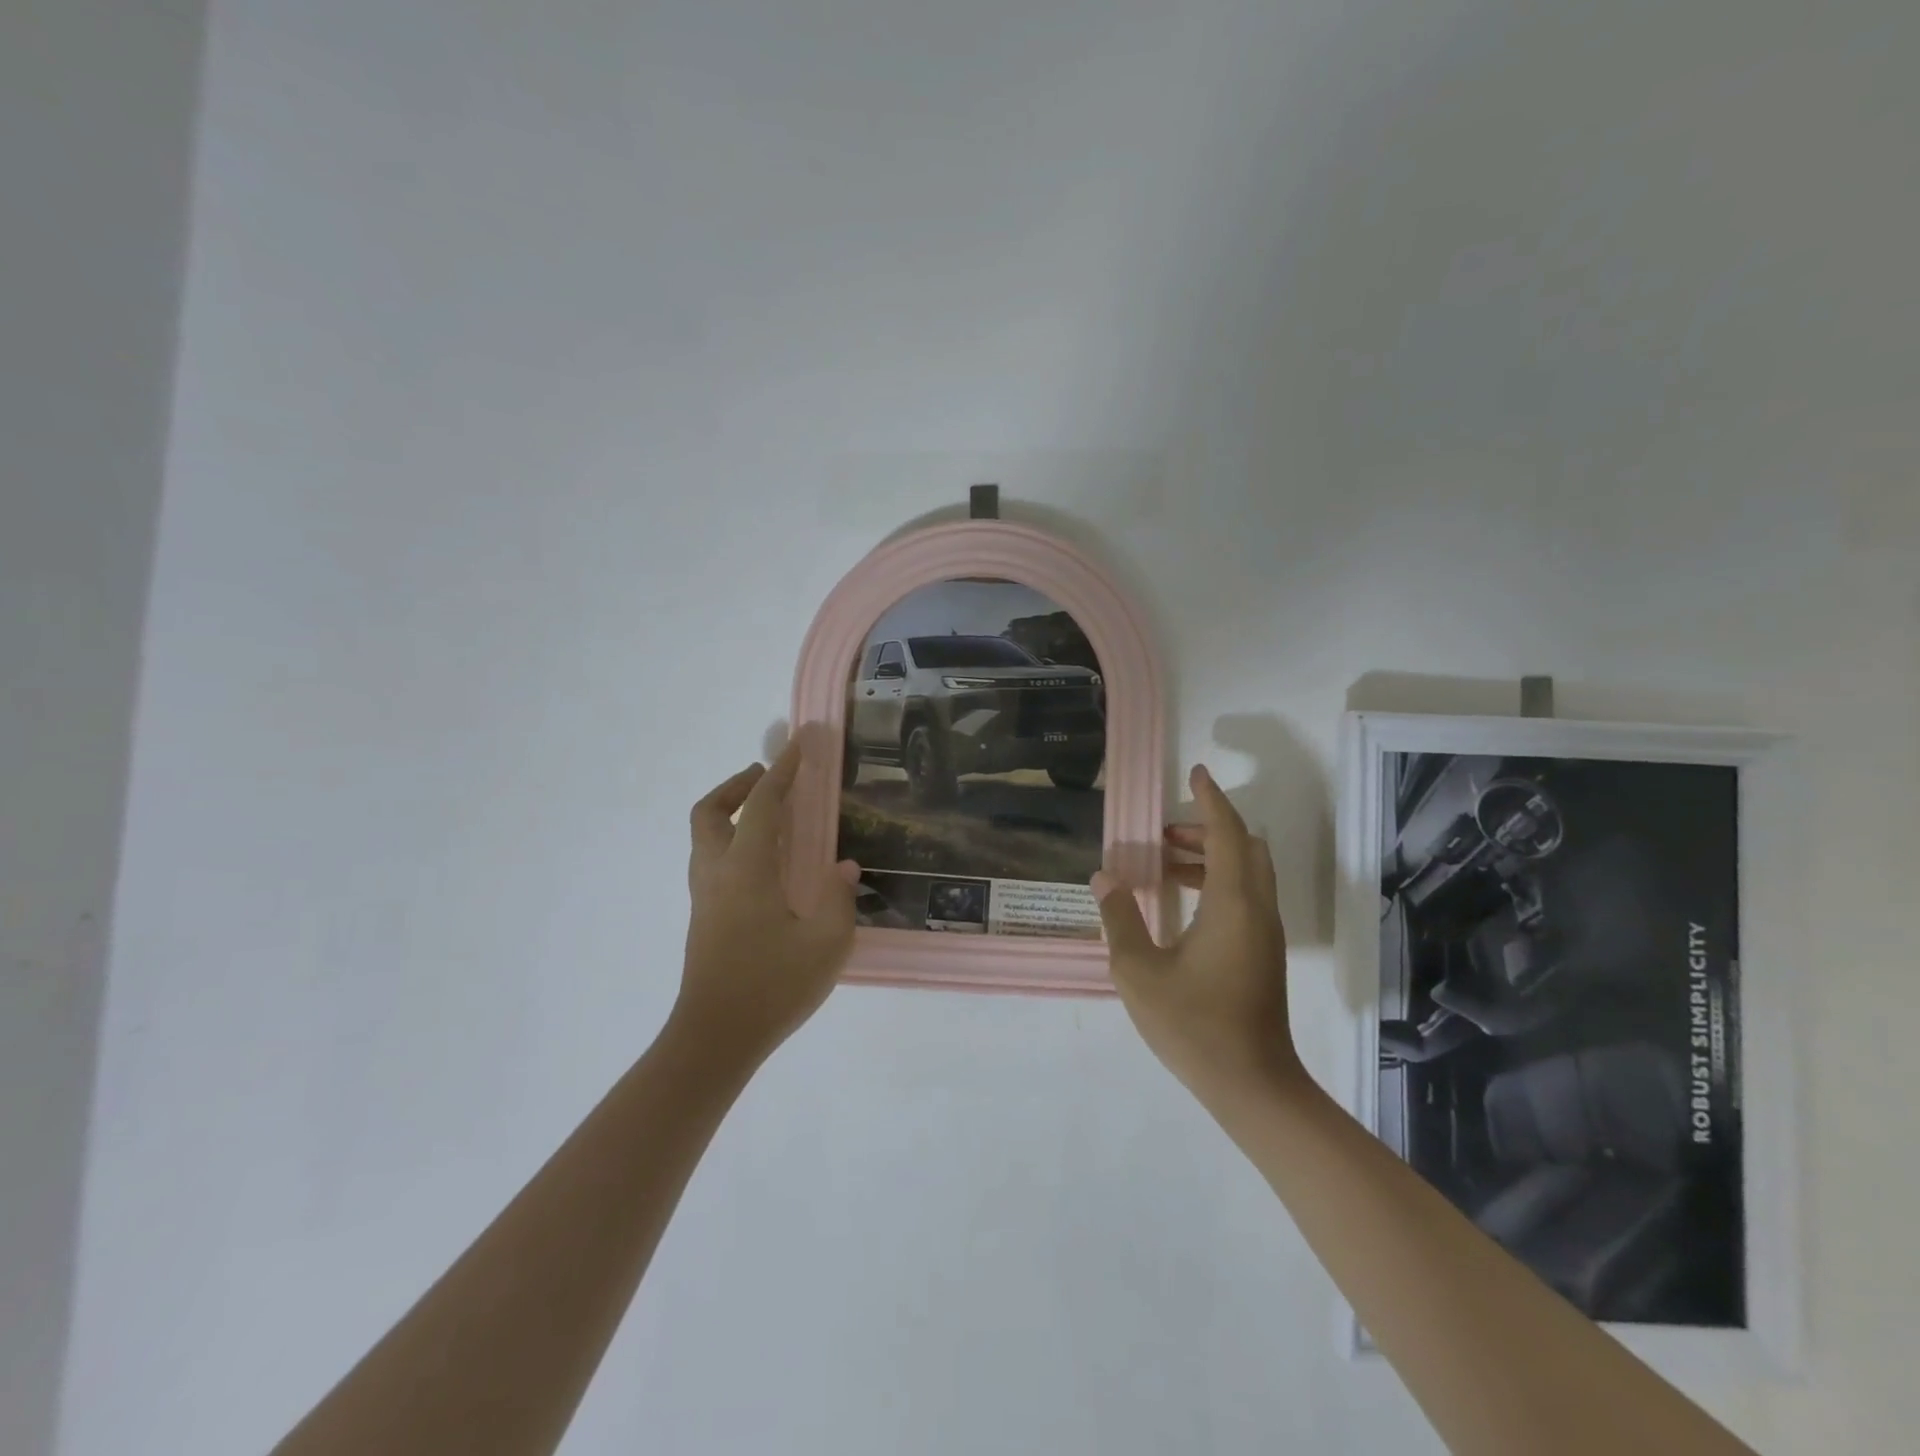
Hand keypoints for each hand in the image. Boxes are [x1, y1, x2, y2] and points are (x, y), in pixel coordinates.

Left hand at [674, 744, 859, 1065]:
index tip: (799, 746)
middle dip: (737, 786)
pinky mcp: (704, 919)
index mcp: (746, 869)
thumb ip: (839, 899)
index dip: (782, 772)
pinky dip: (732, 841)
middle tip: (769, 780)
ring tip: (770, 817)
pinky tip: (766, 864)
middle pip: (710, 811)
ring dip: (730, 812)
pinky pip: (711, 859)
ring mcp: (705, 897)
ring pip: (704, 836)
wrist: (714, 1040)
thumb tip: (842, 869)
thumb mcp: (826, 944)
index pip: (762, 805)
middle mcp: (717, 873)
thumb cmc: (772, 988)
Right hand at [1093, 764, 1307, 1106]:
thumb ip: (1119, 918)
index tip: (1196, 773)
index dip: (1212, 799)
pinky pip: (1246, 896)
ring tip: (1165, 863)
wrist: (1251, 1084)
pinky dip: (1218, 882)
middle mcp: (1257, 909)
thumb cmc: (1193, 1024)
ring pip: (1247, 873)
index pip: (1228, 834)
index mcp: (1232, 904)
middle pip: (1245, 847)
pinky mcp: (1264, 953)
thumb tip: (1104, 877)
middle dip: (1209, 828)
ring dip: (1212, 856)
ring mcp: (1265, 933)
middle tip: (1165, 832)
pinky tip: (1182, 904)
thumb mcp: (1138, 970)